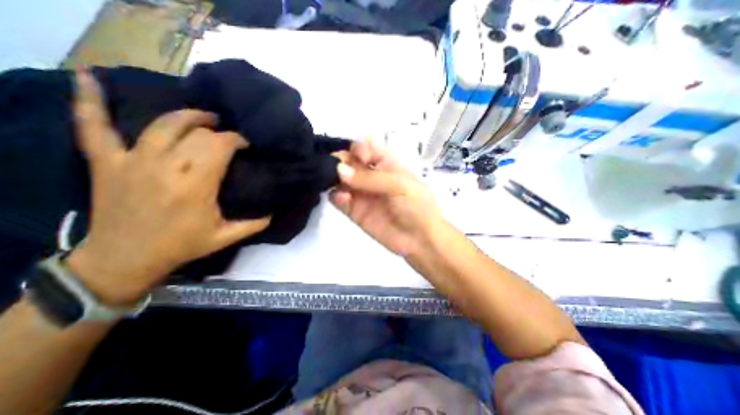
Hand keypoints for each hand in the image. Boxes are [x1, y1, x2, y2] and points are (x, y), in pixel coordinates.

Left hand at [67, 68, 270, 304]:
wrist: (125, 259)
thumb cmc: (181, 246)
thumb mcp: (225, 238)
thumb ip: (253, 225)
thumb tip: (275, 213)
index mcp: (196, 184)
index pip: (220, 146)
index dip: (236, 140)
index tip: (245, 144)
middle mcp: (167, 166)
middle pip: (198, 133)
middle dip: (218, 132)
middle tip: (229, 139)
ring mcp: (134, 161)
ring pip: (164, 124)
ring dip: (188, 116)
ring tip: (204, 118)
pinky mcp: (108, 162)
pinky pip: (93, 126)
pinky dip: (90, 101)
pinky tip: (86, 74)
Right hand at [333, 139, 441, 255]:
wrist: (420, 240)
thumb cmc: (417, 206)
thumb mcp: (399, 185)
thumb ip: (369, 177)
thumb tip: (339, 169)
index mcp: (387, 164)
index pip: (367, 147)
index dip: (360, 148)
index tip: (360, 158)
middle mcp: (371, 176)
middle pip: (350, 160)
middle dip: (341, 160)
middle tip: (337, 168)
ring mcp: (362, 193)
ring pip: (340, 178)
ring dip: (334, 177)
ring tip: (339, 184)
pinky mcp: (354, 211)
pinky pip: (339, 199)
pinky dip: (336, 196)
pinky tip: (343, 198)